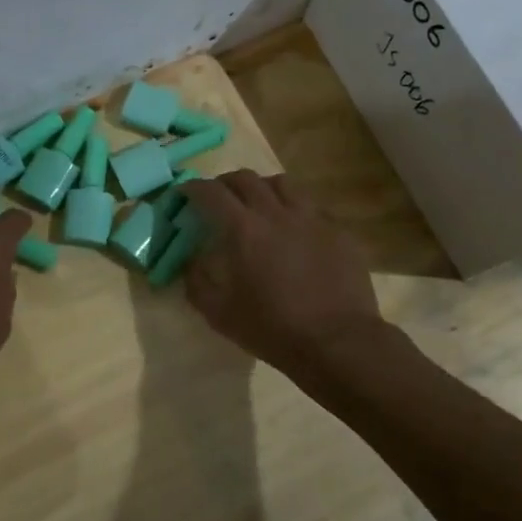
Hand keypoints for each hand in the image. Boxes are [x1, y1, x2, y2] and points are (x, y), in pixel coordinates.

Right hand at [182, 170, 383, 377]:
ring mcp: (312, 218)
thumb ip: (197, 282)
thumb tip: (191, 262)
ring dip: (262, 188)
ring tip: (257, 204)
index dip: (192, 188)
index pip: (211, 193)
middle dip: (225, 183)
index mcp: (243, 229)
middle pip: (246, 179)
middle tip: (218, 198)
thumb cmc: (272, 328)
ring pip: (282, 183)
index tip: (184, 193)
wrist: (337, 341)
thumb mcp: (219, 313)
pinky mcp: (337, 230)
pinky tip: (293, 227)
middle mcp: (276, 213)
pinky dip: (293, 208)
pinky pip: (310, 205)